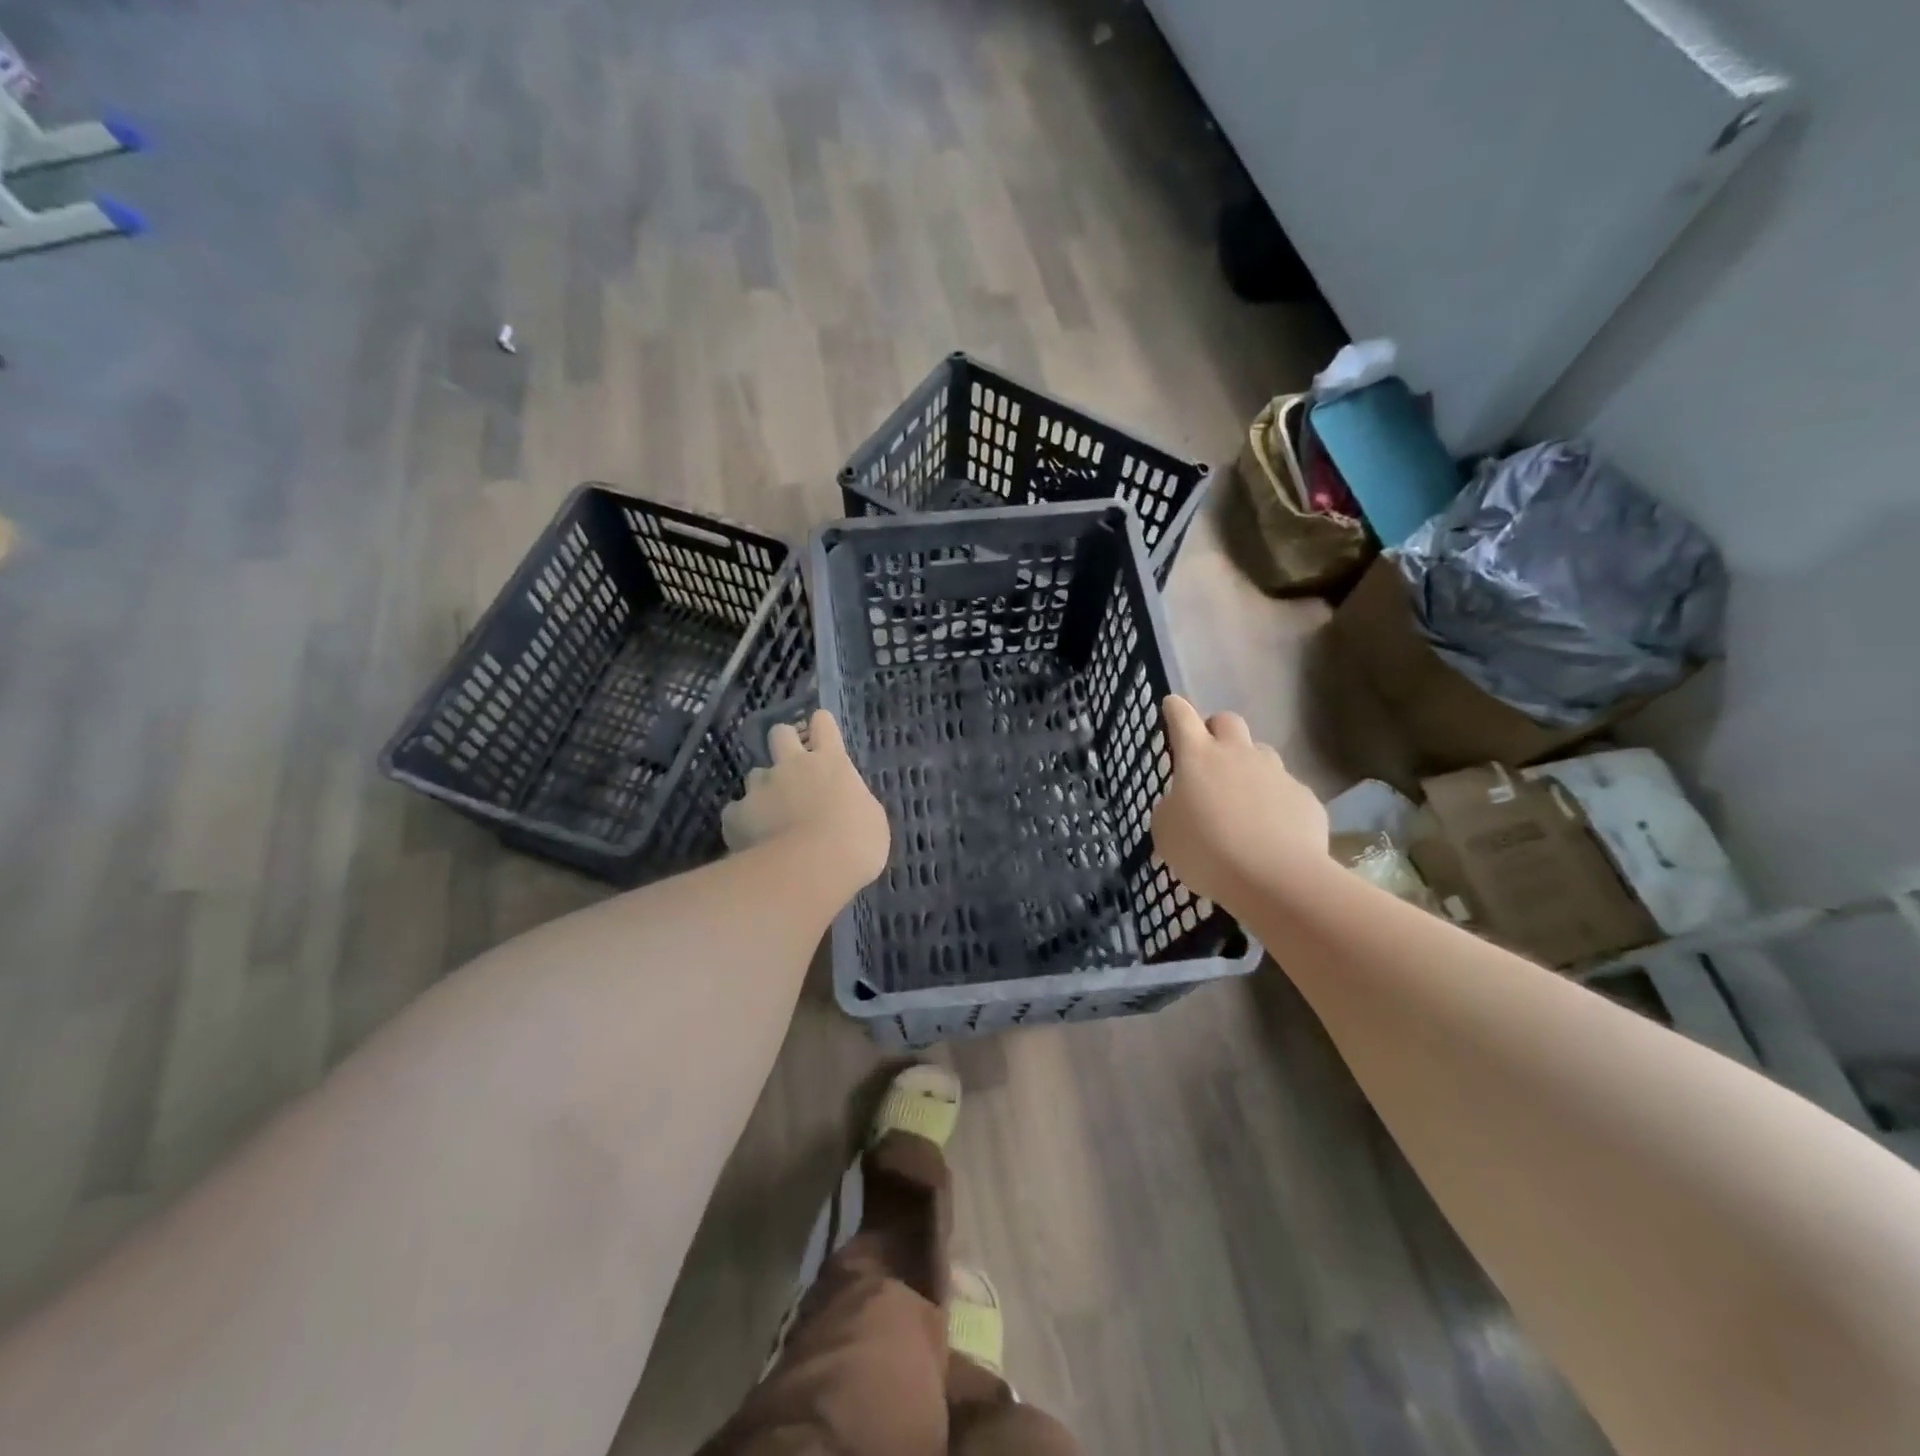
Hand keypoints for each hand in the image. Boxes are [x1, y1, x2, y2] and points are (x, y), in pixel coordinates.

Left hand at [722, 710, 890, 890]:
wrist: (811, 869)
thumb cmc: (856, 843)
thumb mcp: (871, 818)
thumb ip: (853, 802)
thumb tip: (845, 804)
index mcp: (830, 762)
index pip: (823, 724)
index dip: (821, 725)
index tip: (821, 733)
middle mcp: (793, 765)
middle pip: (780, 733)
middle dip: (784, 743)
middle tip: (792, 765)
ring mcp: (761, 787)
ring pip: (755, 774)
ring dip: (764, 789)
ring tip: (772, 815)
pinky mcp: (737, 814)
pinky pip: (736, 811)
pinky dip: (743, 822)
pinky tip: (752, 840)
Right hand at [1150, 695, 1328, 907]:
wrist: (1275, 877)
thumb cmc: (1206, 850)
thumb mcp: (1166, 832)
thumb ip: (1171, 808)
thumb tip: (1183, 804)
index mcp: (1198, 757)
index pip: (1182, 717)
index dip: (1175, 709)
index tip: (1171, 706)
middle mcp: (1238, 754)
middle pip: (1227, 721)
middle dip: (1215, 729)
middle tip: (1208, 754)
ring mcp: (1276, 773)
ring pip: (1261, 753)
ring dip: (1249, 765)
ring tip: (1242, 798)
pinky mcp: (1305, 797)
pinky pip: (1286, 790)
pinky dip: (1275, 802)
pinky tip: (1271, 830)